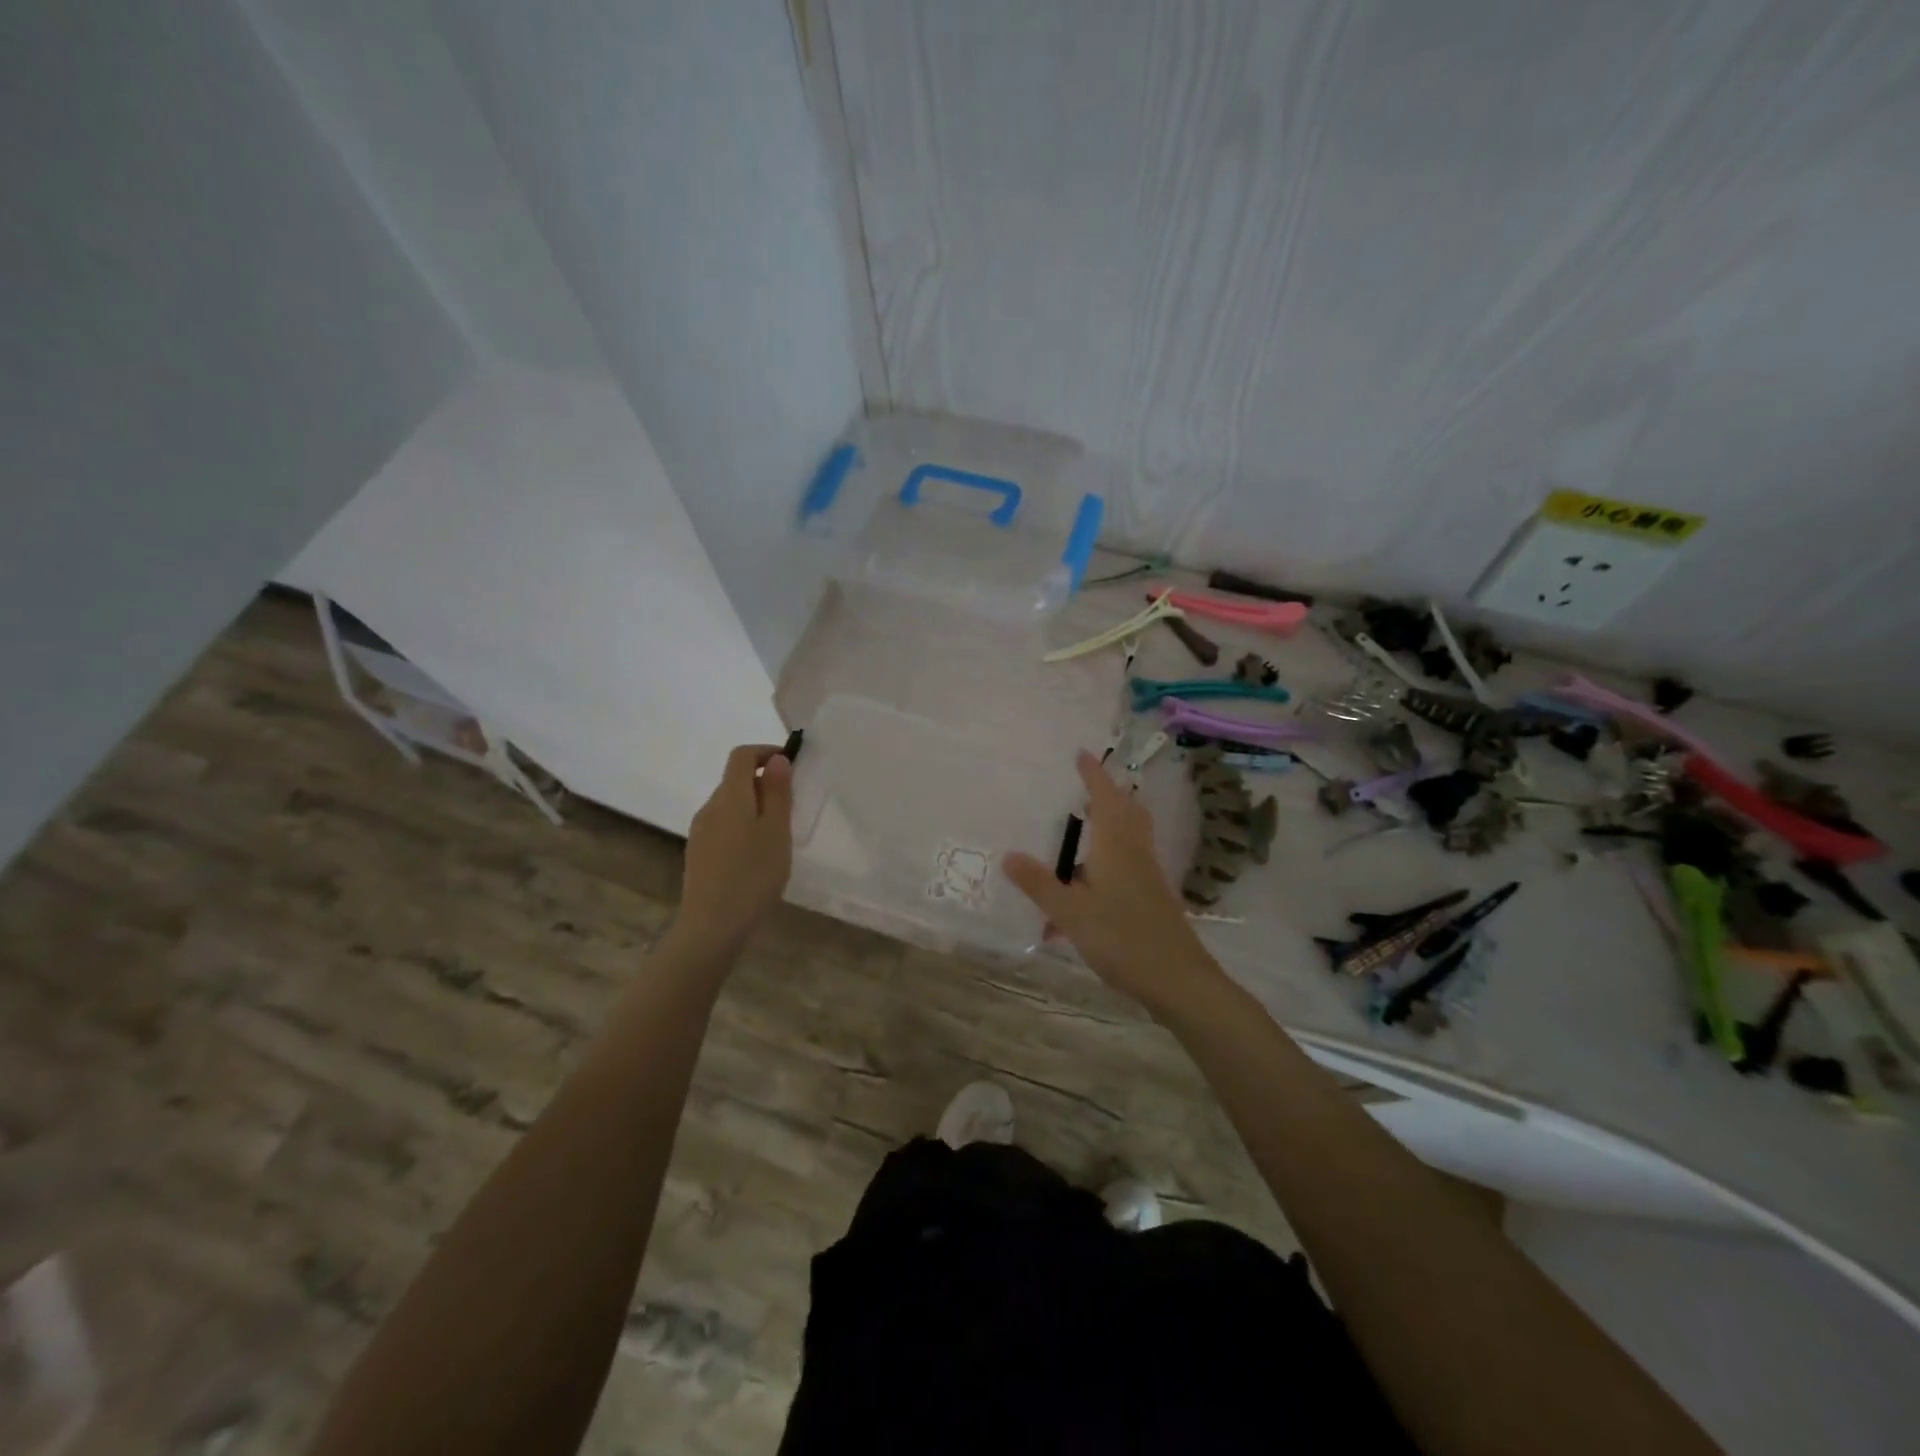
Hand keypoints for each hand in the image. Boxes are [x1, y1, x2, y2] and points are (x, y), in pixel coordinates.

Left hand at [669, 744, 793, 959]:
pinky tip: (756, 856)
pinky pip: (723, 826)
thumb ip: (777, 793)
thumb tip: (776, 760)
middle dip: (764, 783)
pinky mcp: (698, 854)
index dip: (765, 752)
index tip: (791, 765)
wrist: (712, 927)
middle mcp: (710, 808)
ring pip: (729, 805)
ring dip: (753, 807)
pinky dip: (742, 827)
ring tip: (778, 835)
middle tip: (792, 807)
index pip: (741, 756)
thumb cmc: (753, 876)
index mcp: (730, 797)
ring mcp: (700, 832)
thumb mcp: (776, 832)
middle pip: (735, 780)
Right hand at [1003, 751, 1225, 1014]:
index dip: (1093, 775)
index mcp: (1116, 846)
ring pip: (1130, 838)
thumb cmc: (1122, 938)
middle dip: (1107, 796)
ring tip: (1083, 832)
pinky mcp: (1153, 898)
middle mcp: (1135, 853)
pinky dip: (1109, 862)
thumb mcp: (1071, 912)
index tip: (1081, 754)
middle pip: (1127, 812)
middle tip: (1085, 790)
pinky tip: (1086, 892)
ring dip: (1111, 826)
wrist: (1178, 979)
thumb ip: (1040, 884)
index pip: (1104, 798)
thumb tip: (1008, 855)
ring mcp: (1148, 876)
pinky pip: (1129, 865)